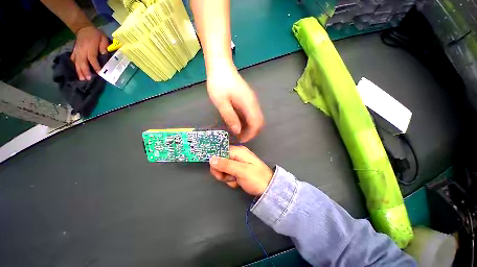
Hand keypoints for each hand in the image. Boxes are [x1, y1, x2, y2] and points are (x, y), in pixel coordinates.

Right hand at [71, 26, 108, 80]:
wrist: (83, 28)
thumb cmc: (96, 34)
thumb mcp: (103, 38)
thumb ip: (104, 46)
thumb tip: (105, 55)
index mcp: (90, 47)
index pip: (92, 58)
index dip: (95, 66)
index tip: (98, 73)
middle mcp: (82, 50)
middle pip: (83, 62)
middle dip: (85, 71)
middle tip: (88, 79)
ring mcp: (77, 51)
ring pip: (77, 62)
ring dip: (79, 71)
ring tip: (82, 79)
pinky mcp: (74, 52)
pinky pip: (73, 60)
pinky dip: (74, 66)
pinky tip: (76, 73)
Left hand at [207, 66, 263, 141]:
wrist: (221, 66)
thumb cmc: (219, 84)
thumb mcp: (221, 102)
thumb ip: (230, 117)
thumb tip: (238, 131)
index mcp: (248, 104)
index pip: (256, 123)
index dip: (251, 134)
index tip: (241, 140)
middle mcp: (253, 103)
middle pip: (259, 122)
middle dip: (251, 132)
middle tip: (240, 138)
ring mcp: (252, 101)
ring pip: (256, 118)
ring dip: (249, 128)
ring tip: (238, 133)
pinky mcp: (248, 100)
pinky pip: (252, 114)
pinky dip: (247, 122)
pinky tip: (238, 123)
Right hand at [209, 146, 272, 195]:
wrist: (268, 188)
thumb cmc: (256, 178)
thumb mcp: (241, 171)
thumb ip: (226, 164)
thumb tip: (211, 159)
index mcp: (238, 151)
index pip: (220, 152)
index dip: (216, 162)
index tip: (218, 172)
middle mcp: (237, 155)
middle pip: (220, 161)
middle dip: (222, 171)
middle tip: (229, 178)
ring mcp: (237, 162)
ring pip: (223, 169)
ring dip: (227, 177)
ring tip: (236, 180)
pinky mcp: (238, 170)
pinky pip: (228, 174)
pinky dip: (230, 180)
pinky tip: (237, 182)